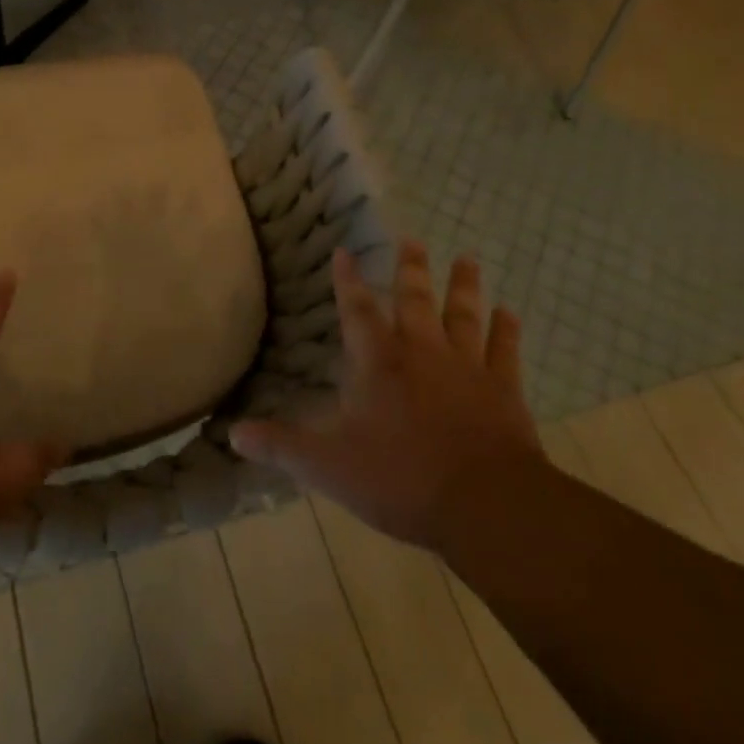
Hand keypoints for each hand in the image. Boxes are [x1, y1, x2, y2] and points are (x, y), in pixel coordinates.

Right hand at [229, 240, 541, 554]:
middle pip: (415, 300)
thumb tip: (233, 434)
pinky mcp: (504, 390)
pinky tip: (510, 312)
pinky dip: (507, 331)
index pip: (357, 310)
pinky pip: (505, 351)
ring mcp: (468, 368)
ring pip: (464, 315)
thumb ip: (281, 446)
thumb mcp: (326, 466)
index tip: (345, 251)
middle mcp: (422, 352)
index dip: (348, 281)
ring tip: (467, 258)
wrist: (485, 504)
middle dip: (411, 269)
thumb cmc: (399, 478)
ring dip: (464, 286)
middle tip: (412, 239)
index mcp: (378, 363)